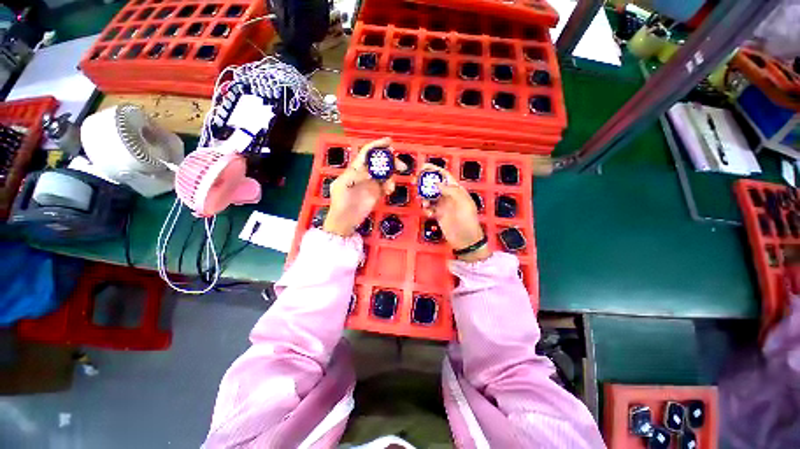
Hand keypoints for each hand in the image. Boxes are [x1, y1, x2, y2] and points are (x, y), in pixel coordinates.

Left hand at [323, 138, 401, 236]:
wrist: (345, 220)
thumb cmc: (341, 202)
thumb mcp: (343, 186)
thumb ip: (355, 176)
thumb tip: (370, 171)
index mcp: (355, 169)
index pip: (367, 153)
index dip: (378, 146)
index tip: (390, 142)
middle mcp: (365, 173)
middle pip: (380, 162)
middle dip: (391, 161)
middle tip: (401, 166)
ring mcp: (372, 183)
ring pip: (386, 174)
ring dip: (391, 177)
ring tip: (390, 188)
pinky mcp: (377, 193)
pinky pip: (387, 185)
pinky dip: (390, 187)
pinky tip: (388, 192)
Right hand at [420, 163, 490, 261]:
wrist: (466, 240)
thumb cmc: (467, 221)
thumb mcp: (463, 203)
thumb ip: (451, 191)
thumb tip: (437, 184)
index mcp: (456, 190)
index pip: (444, 176)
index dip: (434, 170)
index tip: (423, 167)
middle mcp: (448, 195)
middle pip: (434, 184)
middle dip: (425, 183)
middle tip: (416, 183)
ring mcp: (443, 205)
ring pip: (430, 196)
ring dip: (424, 197)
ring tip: (424, 203)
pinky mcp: (438, 214)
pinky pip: (429, 208)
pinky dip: (426, 209)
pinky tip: (429, 213)